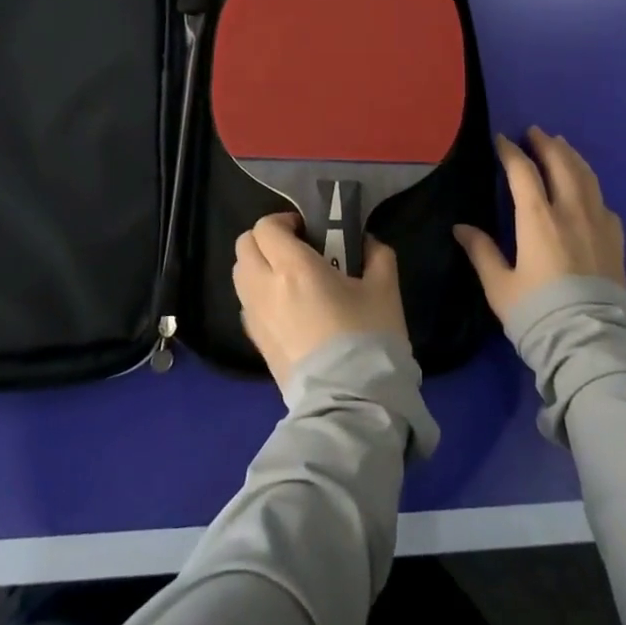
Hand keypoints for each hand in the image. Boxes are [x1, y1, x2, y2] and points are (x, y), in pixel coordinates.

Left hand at [234, 212, 409, 389]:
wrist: (350, 402)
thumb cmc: (368, 338)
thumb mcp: (385, 289)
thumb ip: (376, 255)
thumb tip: (366, 242)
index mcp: (294, 267)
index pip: (266, 227)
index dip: (284, 222)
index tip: (308, 231)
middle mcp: (265, 287)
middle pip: (244, 246)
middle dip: (266, 240)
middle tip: (296, 249)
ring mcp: (255, 318)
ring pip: (240, 275)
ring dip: (258, 266)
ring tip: (289, 278)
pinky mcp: (256, 343)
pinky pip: (246, 305)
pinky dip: (258, 295)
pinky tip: (286, 307)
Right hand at [454, 128, 625, 322]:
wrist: (590, 343)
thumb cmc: (537, 312)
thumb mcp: (499, 286)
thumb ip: (482, 252)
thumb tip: (461, 228)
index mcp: (538, 218)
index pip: (522, 172)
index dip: (510, 152)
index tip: (501, 140)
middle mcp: (570, 211)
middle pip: (561, 164)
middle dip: (546, 144)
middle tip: (535, 132)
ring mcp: (598, 223)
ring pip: (586, 176)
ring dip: (572, 157)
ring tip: (562, 146)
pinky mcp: (616, 240)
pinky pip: (603, 201)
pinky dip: (591, 186)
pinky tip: (588, 190)